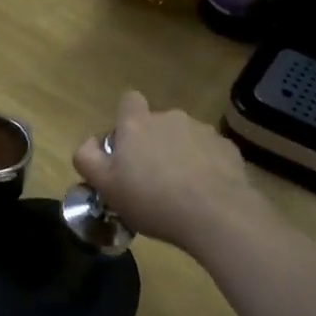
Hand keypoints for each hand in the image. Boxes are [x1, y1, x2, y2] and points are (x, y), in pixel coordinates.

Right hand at [73, 92, 262, 254]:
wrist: (216, 214)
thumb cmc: (152, 200)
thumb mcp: (106, 186)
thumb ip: (87, 158)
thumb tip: (89, 143)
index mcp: (137, 123)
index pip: (129, 100)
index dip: (126, 120)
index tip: (126, 147)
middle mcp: (170, 118)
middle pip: (157, 123)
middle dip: (153, 143)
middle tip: (150, 178)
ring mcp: (202, 130)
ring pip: (184, 137)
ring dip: (180, 154)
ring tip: (181, 190)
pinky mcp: (227, 148)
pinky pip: (209, 152)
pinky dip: (205, 166)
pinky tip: (205, 193)